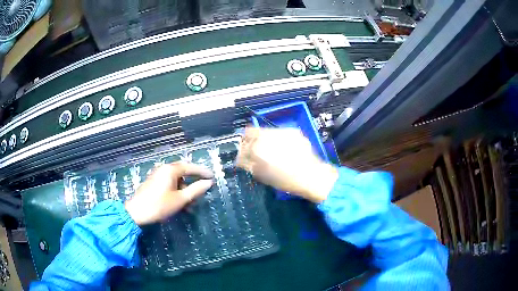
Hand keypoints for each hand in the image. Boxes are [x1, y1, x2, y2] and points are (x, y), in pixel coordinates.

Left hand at [125, 162, 213, 224]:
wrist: (136, 212)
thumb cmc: (159, 205)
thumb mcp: (180, 199)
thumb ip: (196, 190)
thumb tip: (208, 183)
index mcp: (170, 169)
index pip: (190, 167)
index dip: (202, 171)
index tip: (212, 176)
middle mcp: (163, 168)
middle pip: (183, 171)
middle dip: (193, 181)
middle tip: (203, 188)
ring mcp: (157, 175)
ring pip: (176, 179)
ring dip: (184, 189)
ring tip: (190, 203)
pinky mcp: (153, 182)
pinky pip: (169, 183)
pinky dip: (177, 190)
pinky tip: (180, 202)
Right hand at [236, 128, 337, 202]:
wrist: (312, 176)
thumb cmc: (285, 180)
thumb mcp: (262, 175)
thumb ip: (248, 164)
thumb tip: (240, 158)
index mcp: (258, 146)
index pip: (243, 139)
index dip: (241, 146)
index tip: (243, 152)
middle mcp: (269, 135)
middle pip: (253, 131)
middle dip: (251, 140)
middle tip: (254, 151)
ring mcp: (283, 131)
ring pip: (266, 131)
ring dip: (264, 139)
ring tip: (270, 150)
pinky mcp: (293, 132)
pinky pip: (279, 133)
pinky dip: (277, 139)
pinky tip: (282, 149)